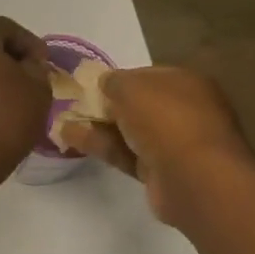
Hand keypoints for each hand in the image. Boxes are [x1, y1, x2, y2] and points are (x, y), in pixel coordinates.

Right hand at [64, 66, 254, 230]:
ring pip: (129, 131)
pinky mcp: (160, 172)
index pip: (146, 76)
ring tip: (61, 122)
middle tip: (73, 105)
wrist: (193, 177)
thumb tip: (105, 82)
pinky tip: (70, 139)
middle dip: (106, 105)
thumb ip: (113, 81)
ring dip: (97, 126)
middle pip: (138, 105)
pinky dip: (100, 146)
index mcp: (186, 82)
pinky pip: (126, 154)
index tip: (89, 84)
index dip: (118, 79)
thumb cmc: (165, 119)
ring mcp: (173, 143)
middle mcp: (184, 110)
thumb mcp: (130, 87)